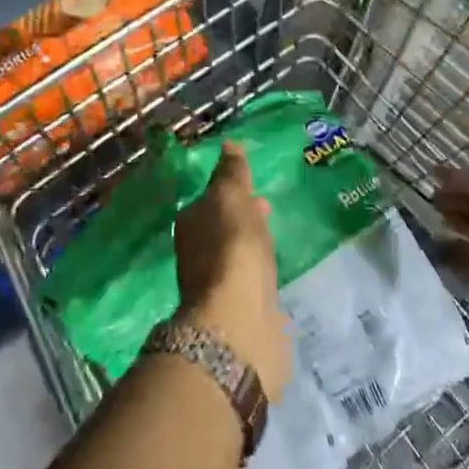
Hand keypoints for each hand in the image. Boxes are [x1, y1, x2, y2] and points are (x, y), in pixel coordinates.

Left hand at [174, 143, 291, 401]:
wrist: (238, 323)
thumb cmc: (232, 249)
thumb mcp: (231, 197)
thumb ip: (231, 172)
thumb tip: (228, 145)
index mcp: (191, 223)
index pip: (210, 199)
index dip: (231, 191)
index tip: (254, 187)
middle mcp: (197, 253)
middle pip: (221, 227)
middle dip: (242, 217)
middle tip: (267, 209)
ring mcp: (217, 285)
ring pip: (236, 254)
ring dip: (252, 244)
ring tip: (276, 238)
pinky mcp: (238, 311)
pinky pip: (250, 281)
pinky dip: (260, 272)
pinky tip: (274, 272)